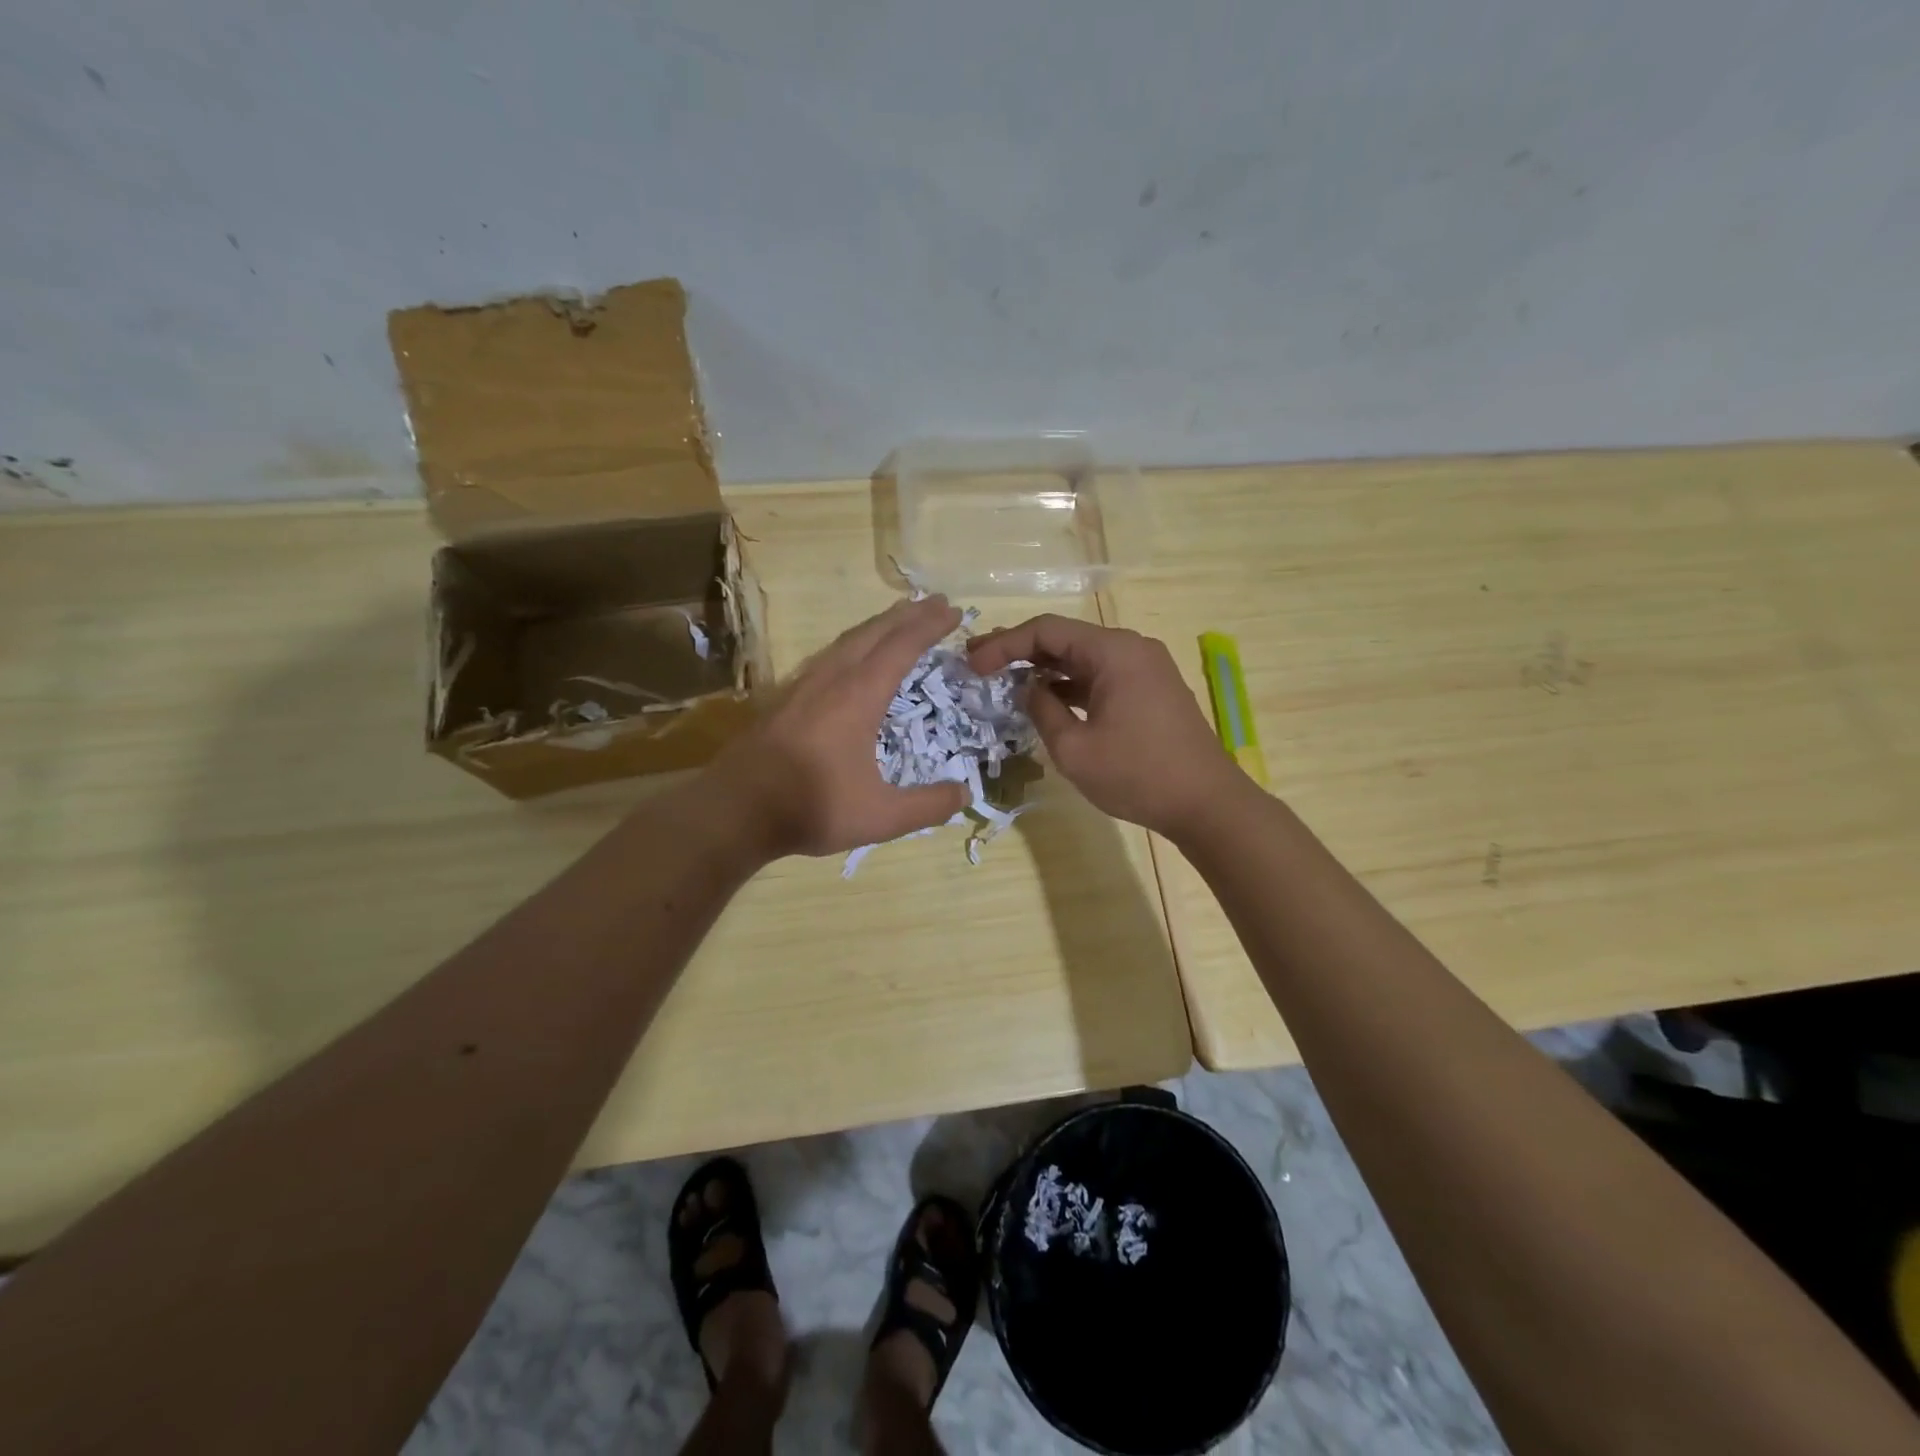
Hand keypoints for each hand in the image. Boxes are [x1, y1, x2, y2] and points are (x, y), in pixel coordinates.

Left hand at [713, 596, 971, 858]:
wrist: (735, 810)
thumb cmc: (812, 807)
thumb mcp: (880, 816)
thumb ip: (927, 806)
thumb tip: (964, 795)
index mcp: (858, 696)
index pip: (901, 648)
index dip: (928, 626)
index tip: (952, 610)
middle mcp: (831, 680)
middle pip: (873, 633)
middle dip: (907, 615)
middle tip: (935, 602)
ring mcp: (803, 686)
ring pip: (846, 641)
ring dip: (877, 625)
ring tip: (898, 619)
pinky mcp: (783, 699)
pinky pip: (826, 656)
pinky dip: (851, 645)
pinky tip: (849, 657)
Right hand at [969, 615, 1244, 837]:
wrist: (1207, 803)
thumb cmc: (1137, 775)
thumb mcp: (1074, 748)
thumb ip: (1042, 710)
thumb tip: (1028, 689)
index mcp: (1113, 652)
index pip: (1046, 630)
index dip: (1004, 644)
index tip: (973, 665)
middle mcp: (1131, 648)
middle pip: (1065, 637)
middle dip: (1020, 650)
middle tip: (979, 663)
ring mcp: (1145, 668)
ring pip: (1082, 658)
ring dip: (1044, 668)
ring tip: (1003, 678)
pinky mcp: (1150, 690)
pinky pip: (1101, 675)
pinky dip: (1070, 684)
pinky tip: (1045, 697)